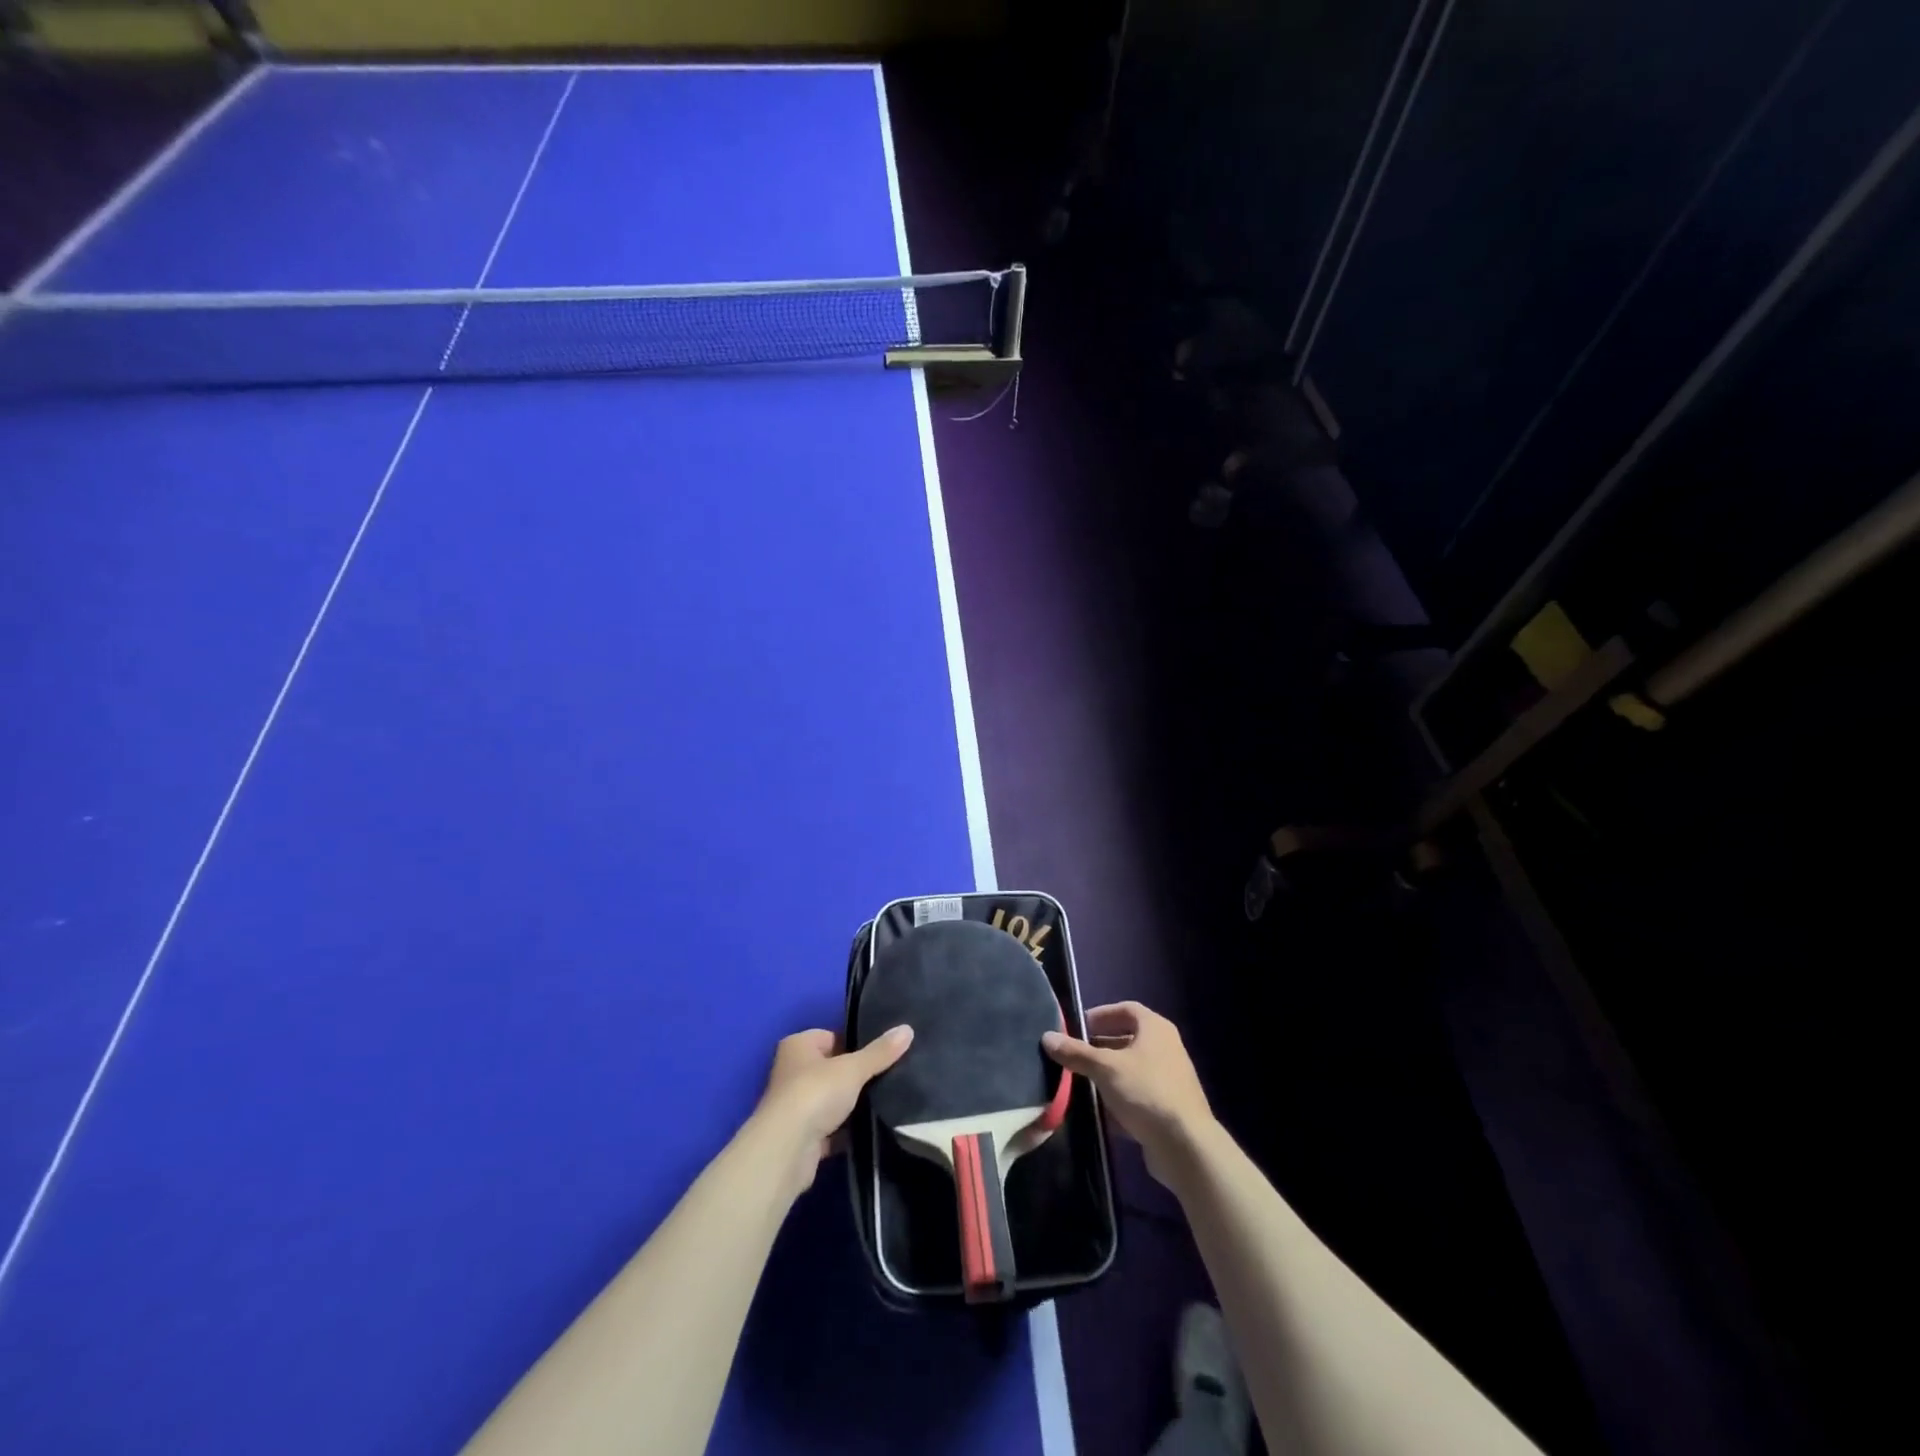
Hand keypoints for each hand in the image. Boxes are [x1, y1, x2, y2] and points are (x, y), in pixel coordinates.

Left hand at [752, 1025, 912, 1194]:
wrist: (787, 1150)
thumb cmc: (815, 1093)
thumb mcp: (853, 1068)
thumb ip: (880, 1052)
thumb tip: (908, 1029)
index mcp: (798, 1045)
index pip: (832, 1036)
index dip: (856, 1043)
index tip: (883, 1052)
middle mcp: (792, 1071)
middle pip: (833, 1068)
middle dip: (856, 1076)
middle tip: (889, 1076)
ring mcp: (796, 1106)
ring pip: (833, 1100)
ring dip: (853, 1104)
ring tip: (886, 1100)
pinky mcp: (803, 1137)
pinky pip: (832, 1129)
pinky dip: (848, 1130)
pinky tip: (873, 1129)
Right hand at [1043, 1002, 1215, 1188]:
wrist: (1185, 1145)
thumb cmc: (1145, 1092)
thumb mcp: (1105, 1069)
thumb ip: (1076, 1052)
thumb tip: (1047, 1037)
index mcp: (1155, 1029)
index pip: (1126, 1009)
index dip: (1102, 1015)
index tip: (1079, 1027)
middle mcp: (1166, 1048)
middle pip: (1128, 1039)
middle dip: (1100, 1046)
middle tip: (1076, 1054)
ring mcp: (1169, 1078)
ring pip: (1131, 1068)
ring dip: (1108, 1073)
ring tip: (1082, 1081)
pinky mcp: (1168, 1107)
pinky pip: (1138, 1094)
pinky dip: (1119, 1097)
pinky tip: (1100, 1110)